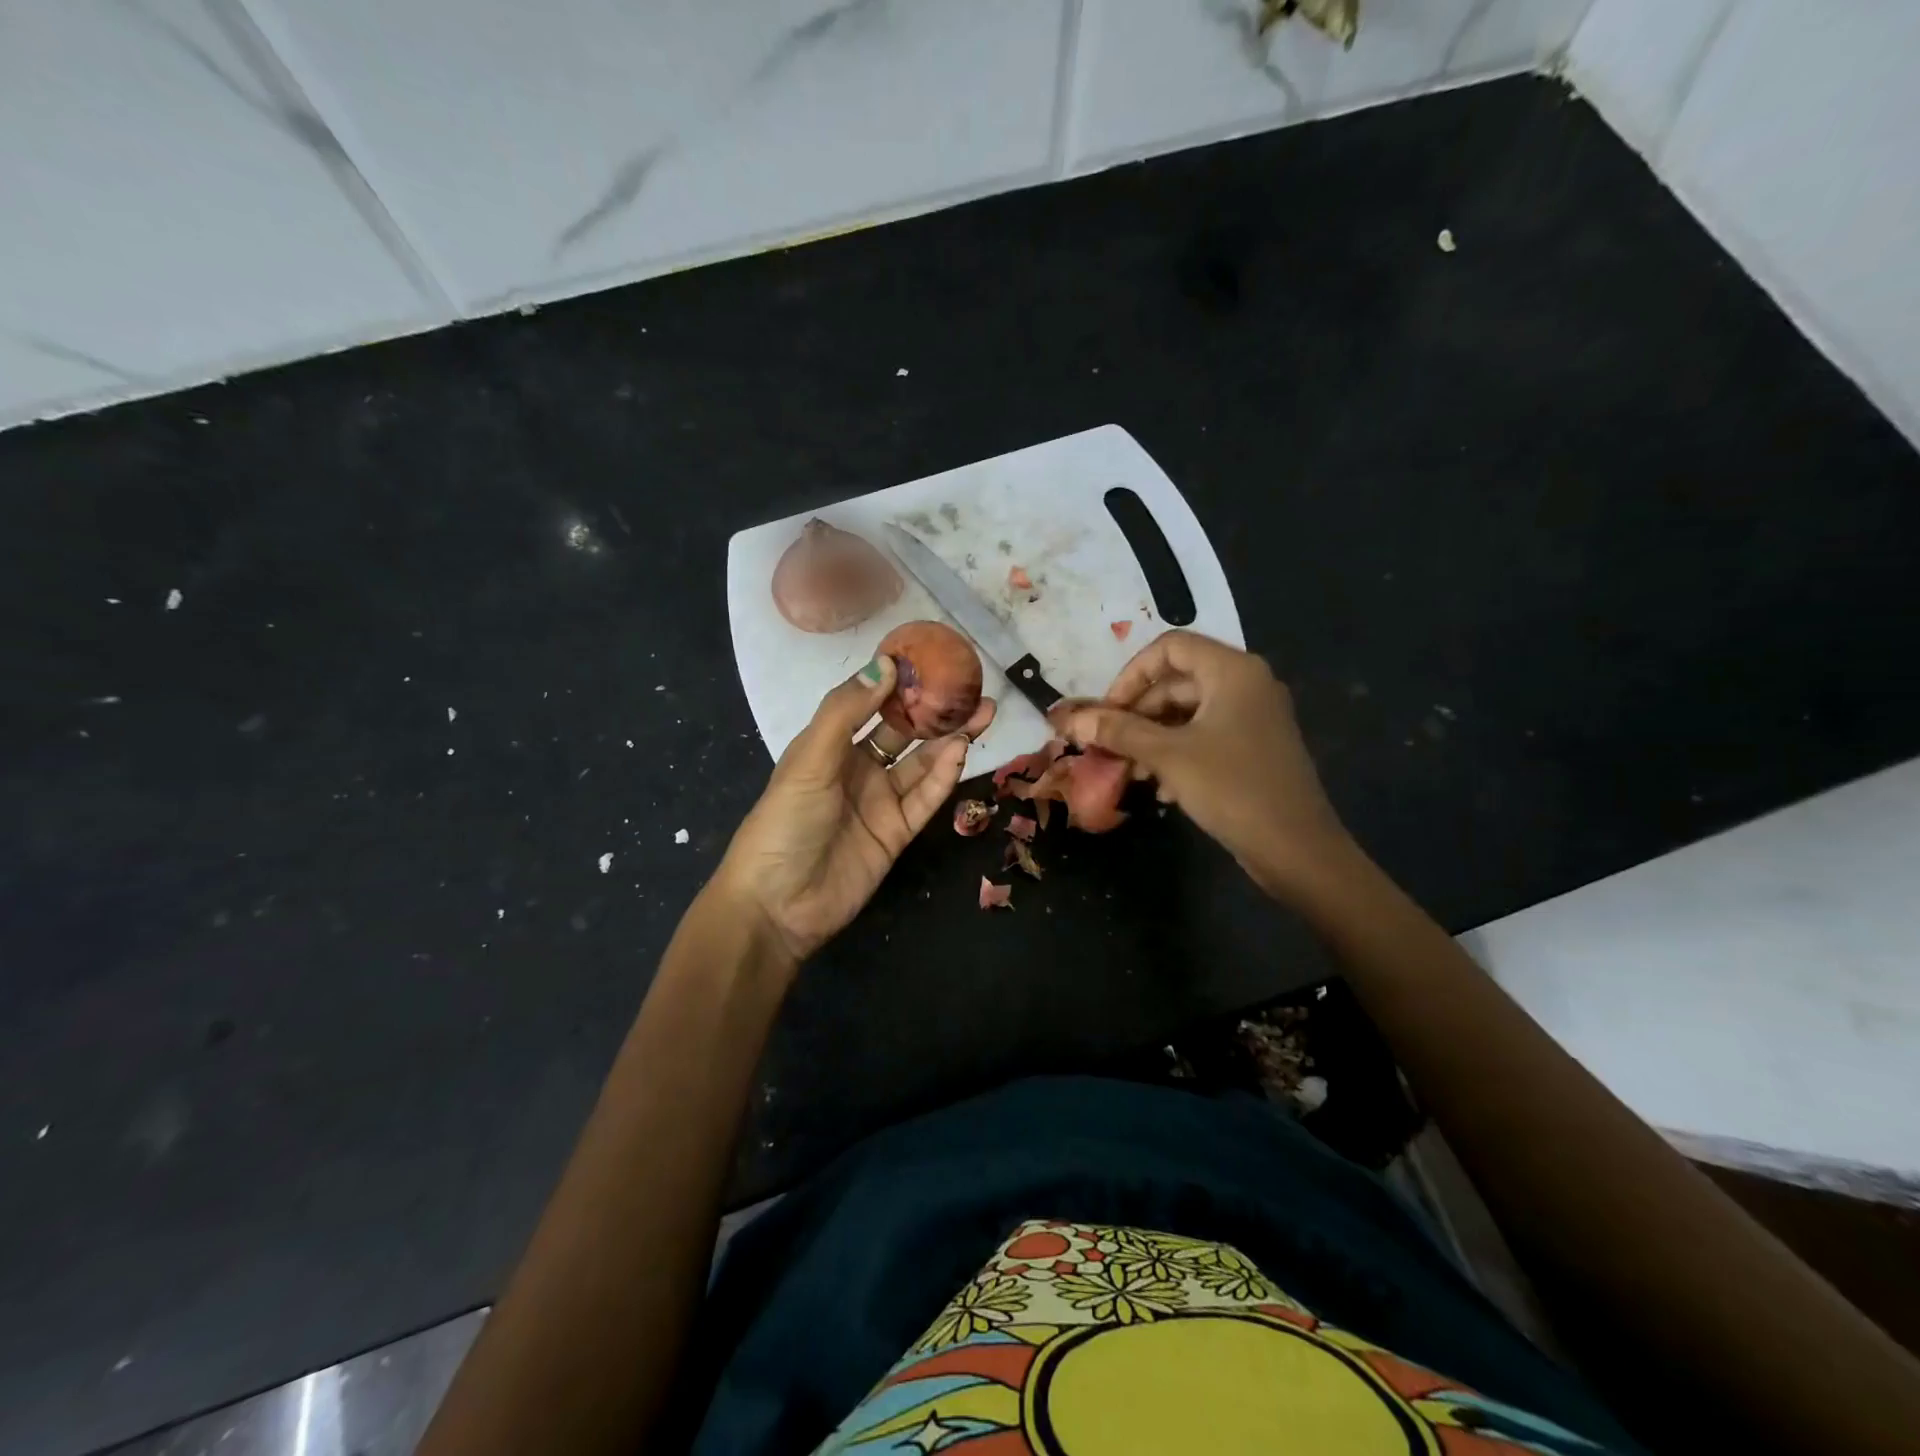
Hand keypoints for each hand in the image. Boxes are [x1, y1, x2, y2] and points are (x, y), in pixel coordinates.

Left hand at [715, 656, 995, 967]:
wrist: (778, 905)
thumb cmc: (785, 822)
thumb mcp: (809, 760)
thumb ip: (846, 712)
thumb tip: (886, 665)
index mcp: (829, 745)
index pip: (869, 704)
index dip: (898, 682)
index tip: (930, 658)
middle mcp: (857, 768)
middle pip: (903, 732)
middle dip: (934, 710)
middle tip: (970, 687)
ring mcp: (879, 801)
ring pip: (921, 763)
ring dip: (949, 739)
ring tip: (981, 713)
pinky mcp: (897, 833)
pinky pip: (925, 798)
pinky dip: (943, 776)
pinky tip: (961, 752)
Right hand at [1060, 630, 1351, 899]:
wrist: (1297, 849)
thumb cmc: (1232, 788)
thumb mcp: (1168, 756)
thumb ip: (1119, 732)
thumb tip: (1072, 720)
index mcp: (1232, 671)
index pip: (1170, 647)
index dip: (1131, 675)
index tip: (1107, 712)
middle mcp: (1246, 684)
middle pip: (1176, 681)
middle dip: (1136, 713)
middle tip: (1108, 746)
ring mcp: (1252, 717)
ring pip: (1187, 713)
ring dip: (1151, 737)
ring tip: (1128, 771)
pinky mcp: (1253, 748)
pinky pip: (1204, 736)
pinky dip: (1176, 753)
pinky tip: (1159, 788)